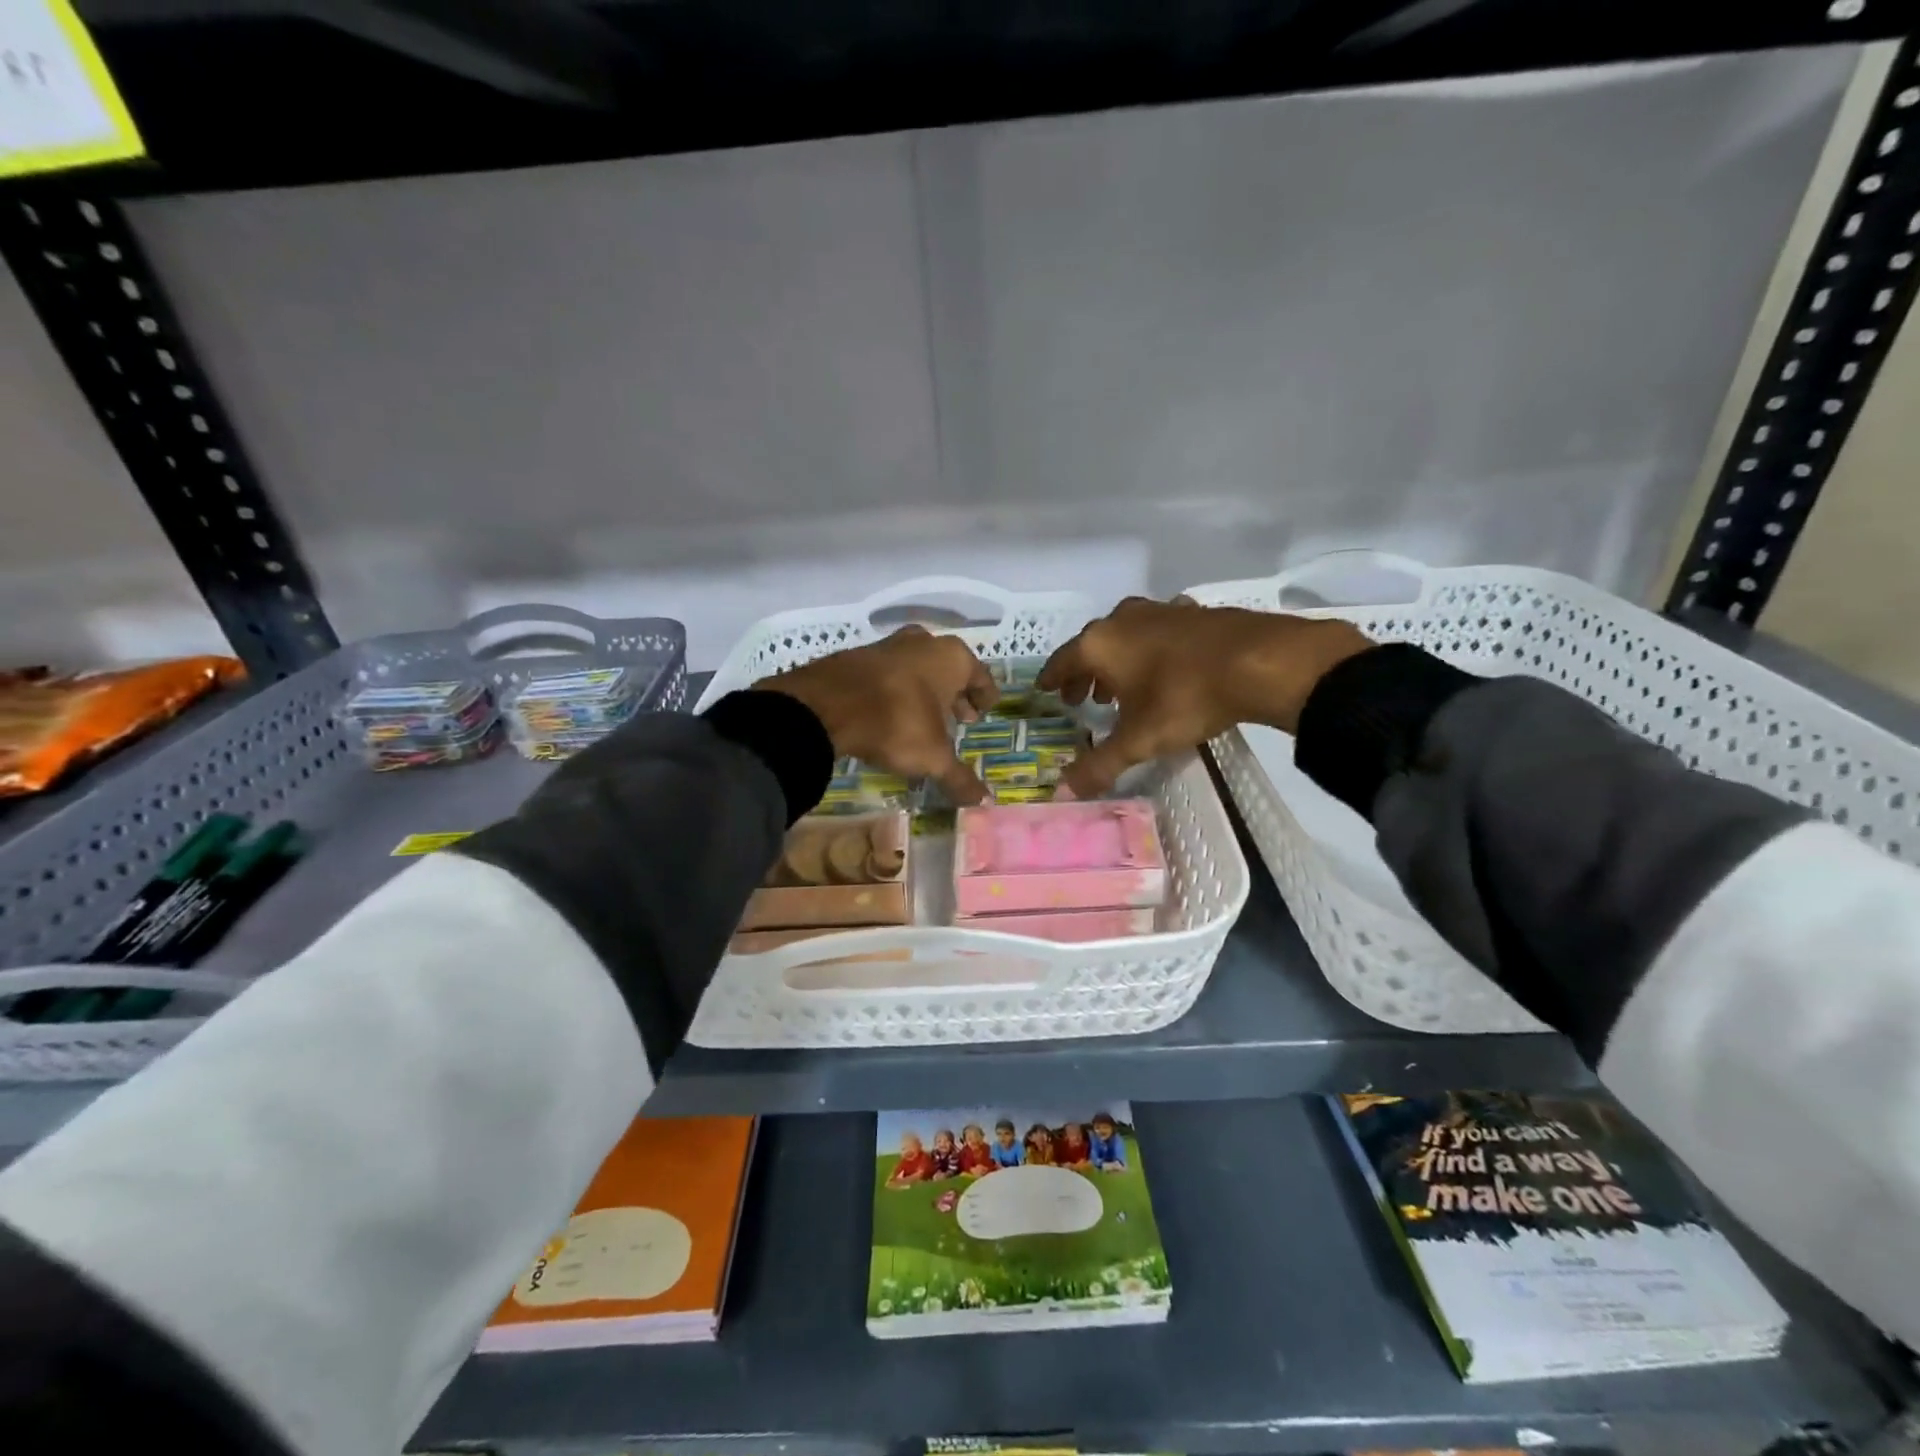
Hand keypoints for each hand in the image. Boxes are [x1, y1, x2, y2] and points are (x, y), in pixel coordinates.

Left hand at [760, 625, 997, 805]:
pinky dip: (895, 690)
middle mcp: (924, 642)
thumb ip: (960, 778)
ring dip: (924, 690)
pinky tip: (890, 713)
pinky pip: (887, 674)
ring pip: (916, 667)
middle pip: (949, 669)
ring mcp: (887, 645)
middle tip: (959, 718)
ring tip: (924, 718)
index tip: (984, 712)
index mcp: (952, 658)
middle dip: (955, 694)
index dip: (985, 697)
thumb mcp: (933, 757)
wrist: (825, 706)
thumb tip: (984, 802)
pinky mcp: (856, 656)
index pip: (981, 676)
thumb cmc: (896, 722)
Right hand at [1037, 597, 1371, 797]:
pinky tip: (1164, 668)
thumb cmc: (1185, 697)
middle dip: (1085, 674)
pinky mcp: (1193, 612)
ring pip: (1126, 637)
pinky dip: (1150, 650)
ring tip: (1121, 689)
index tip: (1044, 690)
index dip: (1051, 679)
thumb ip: (1100, 765)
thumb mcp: (1139, 739)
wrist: (1260, 661)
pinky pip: (1158, 632)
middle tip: (1082, 699)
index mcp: (1100, 644)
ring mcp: (1160, 611)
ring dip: (1118, 662)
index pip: (1062, 661)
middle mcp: (1123, 619)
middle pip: (1092, 647)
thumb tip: (1064, 793)